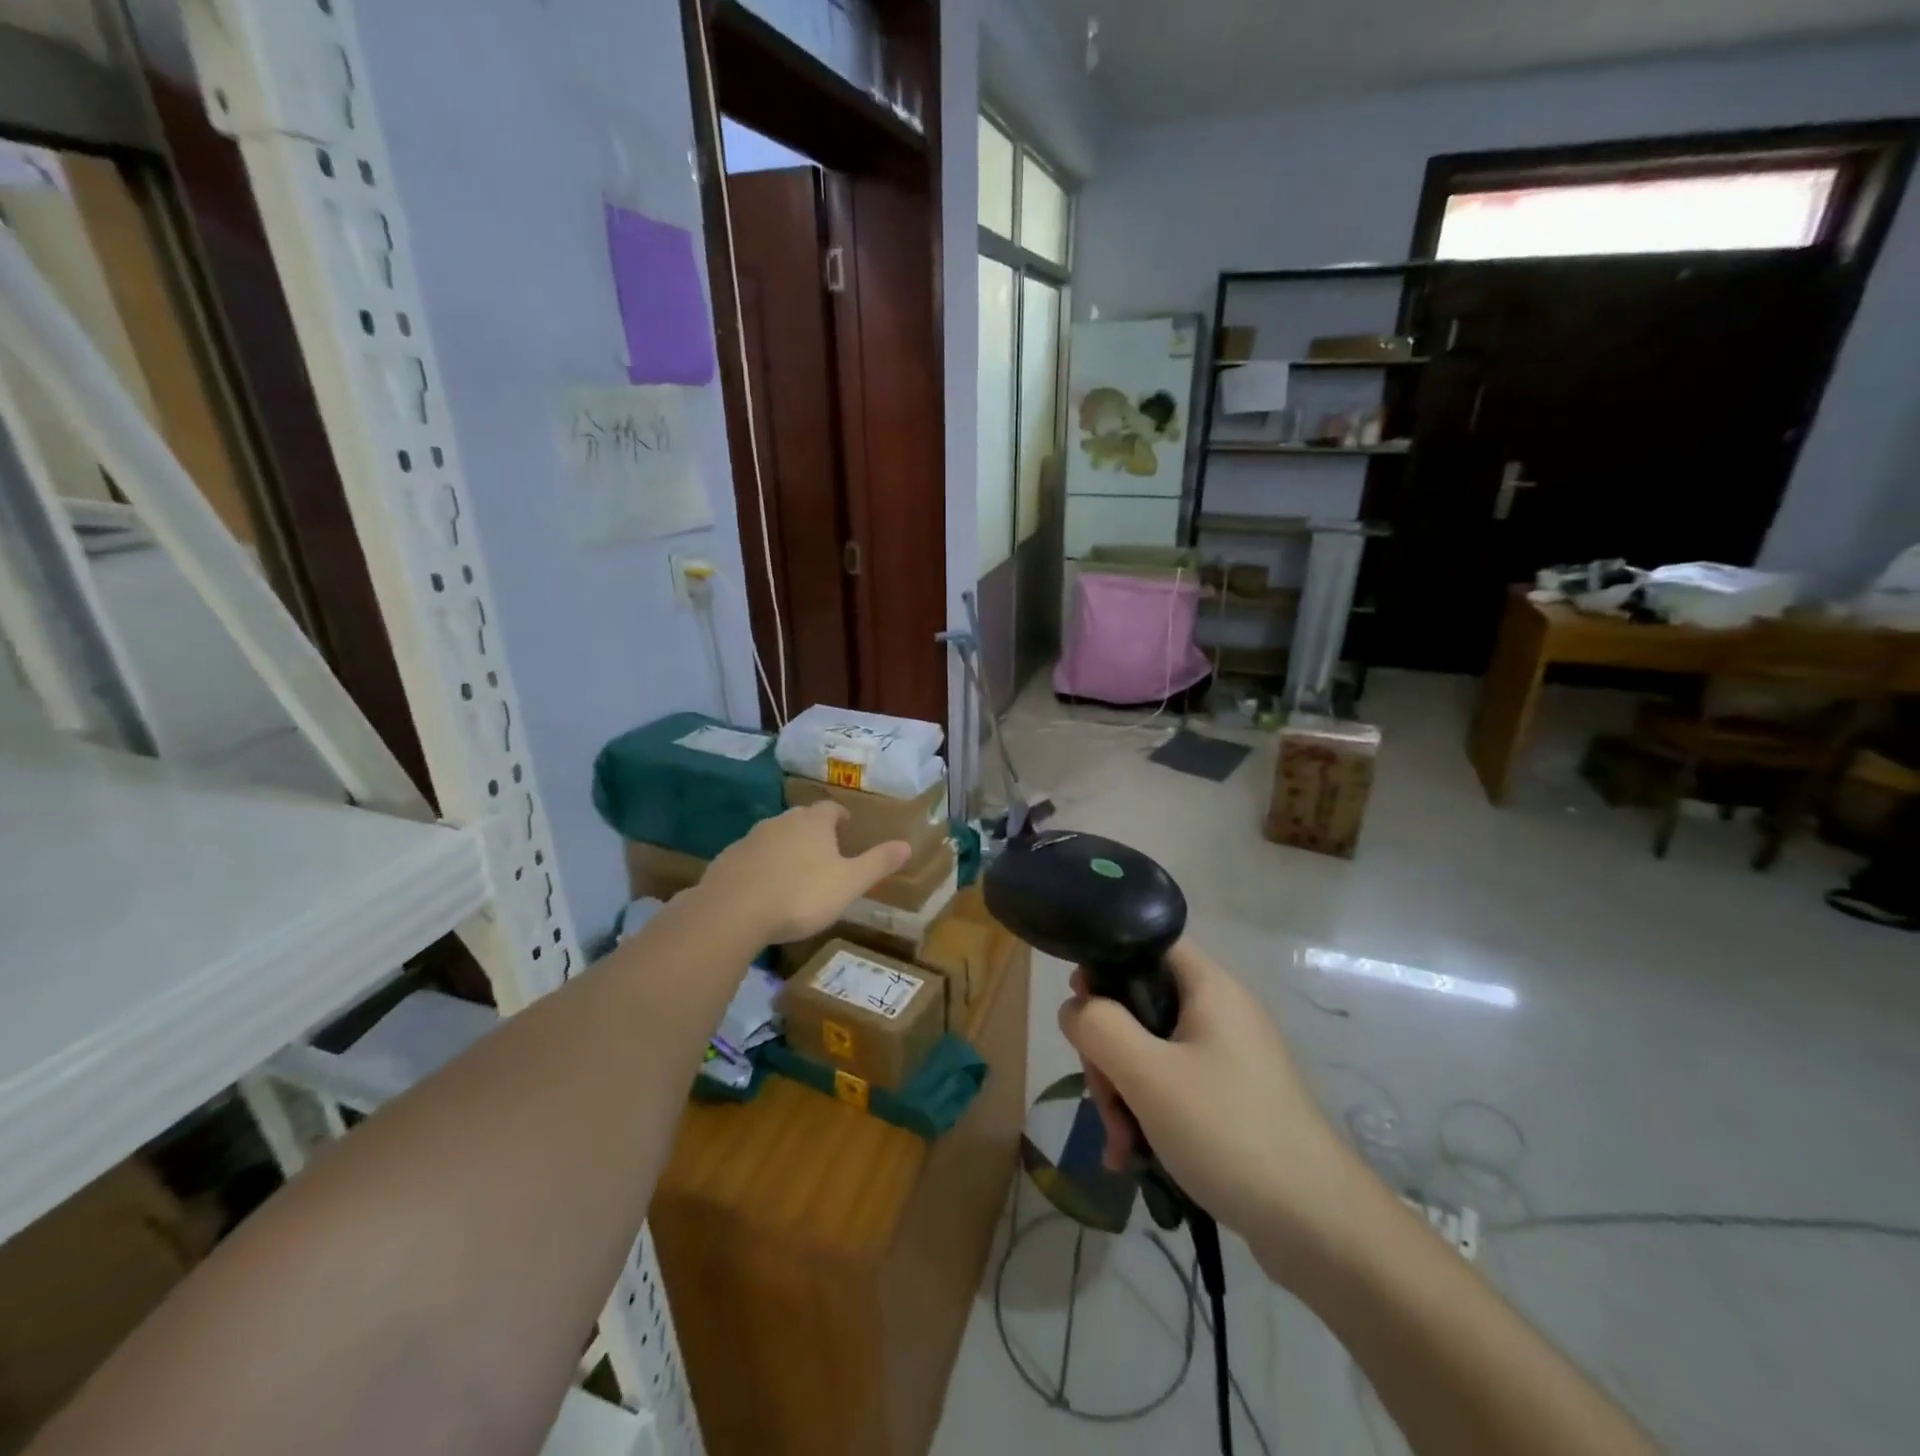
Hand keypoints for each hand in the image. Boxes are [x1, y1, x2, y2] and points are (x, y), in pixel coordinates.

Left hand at [699, 802, 911, 943]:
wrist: (733, 912)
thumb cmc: (801, 895)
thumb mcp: (849, 883)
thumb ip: (878, 863)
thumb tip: (907, 845)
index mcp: (813, 823)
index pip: (831, 808)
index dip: (840, 816)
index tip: (846, 825)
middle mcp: (781, 822)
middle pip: (801, 819)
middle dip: (812, 831)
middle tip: (824, 851)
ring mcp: (750, 839)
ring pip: (774, 836)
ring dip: (785, 848)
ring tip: (794, 871)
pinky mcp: (727, 860)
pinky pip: (750, 858)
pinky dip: (760, 867)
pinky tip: (763, 888)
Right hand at [1058, 940, 1376, 1282]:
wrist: (1320, 1227)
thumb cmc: (1229, 1132)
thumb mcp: (1148, 1075)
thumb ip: (1099, 1028)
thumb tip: (1075, 1007)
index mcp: (1209, 988)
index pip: (1148, 944)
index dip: (1107, 964)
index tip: (1082, 1009)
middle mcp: (1219, 1014)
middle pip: (1140, 1006)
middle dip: (1109, 1053)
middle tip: (1104, 1098)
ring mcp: (1227, 1059)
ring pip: (1150, 1053)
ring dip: (1123, 1094)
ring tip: (1121, 1145)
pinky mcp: (1231, 1101)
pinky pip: (1172, 1089)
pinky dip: (1147, 1116)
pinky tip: (1133, 1159)